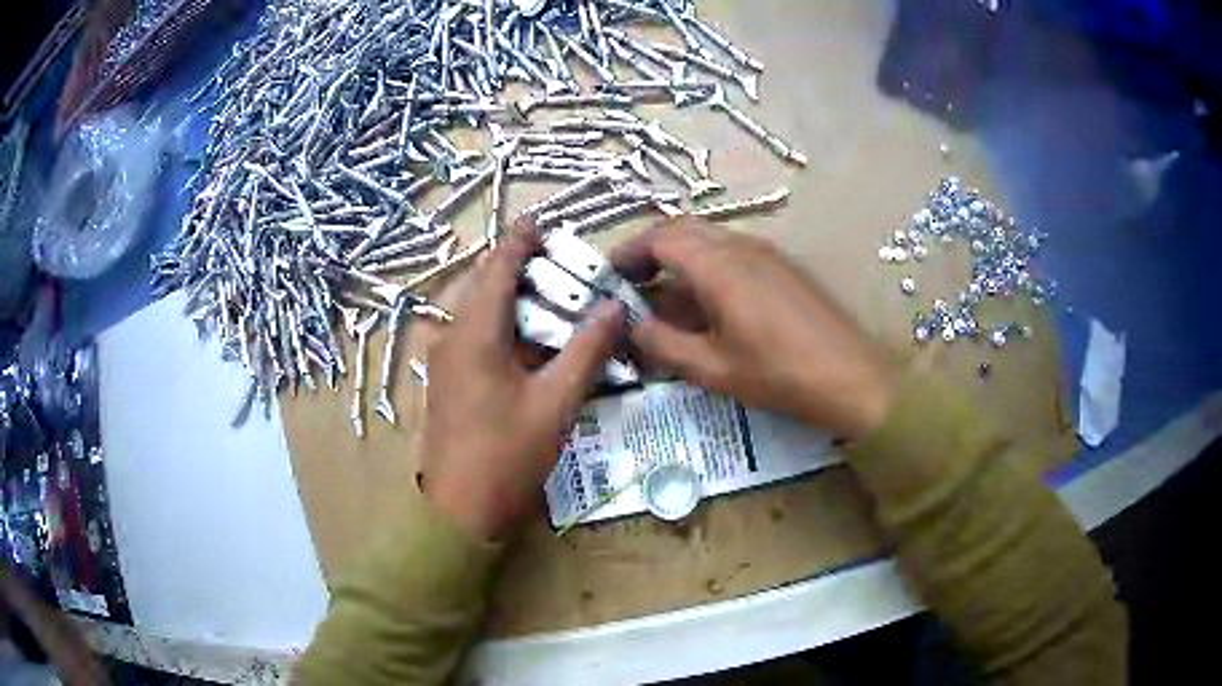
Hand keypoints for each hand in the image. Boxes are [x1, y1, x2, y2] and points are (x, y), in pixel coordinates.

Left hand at [421, 223, 626, 539]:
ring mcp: (446, 361)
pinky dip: (508, 331)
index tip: (547, 224)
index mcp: (474, 333)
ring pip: (482, 314)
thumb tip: (615, 308)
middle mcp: (452, 337)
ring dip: (518, 303)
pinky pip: (479, 339)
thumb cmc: (507, 456)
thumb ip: (587, 351)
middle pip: (487, 286)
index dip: (522, 241)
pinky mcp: (450, 382)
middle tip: (568, 269)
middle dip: (525, 271)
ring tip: (560, 302)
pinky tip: (538, 345)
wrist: (460, 512)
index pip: (497, 267)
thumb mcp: (556, 403)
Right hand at [612, 218, 894, 440]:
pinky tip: (707, 305)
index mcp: (718, 265)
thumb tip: (631, 326)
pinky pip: (732, 253)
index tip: (608, 276)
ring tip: (664, 299)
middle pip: (683, 229)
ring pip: (708, 240)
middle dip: (650, 251)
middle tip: (632, 283)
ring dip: (679, 259)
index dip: (627, 252)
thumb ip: (662, 343)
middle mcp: (740, 245)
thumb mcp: (711, 368)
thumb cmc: (778, 374)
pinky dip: (706, 268)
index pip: (659, 237)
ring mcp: (766, 252)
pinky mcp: (782, 267)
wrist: (851, 377)